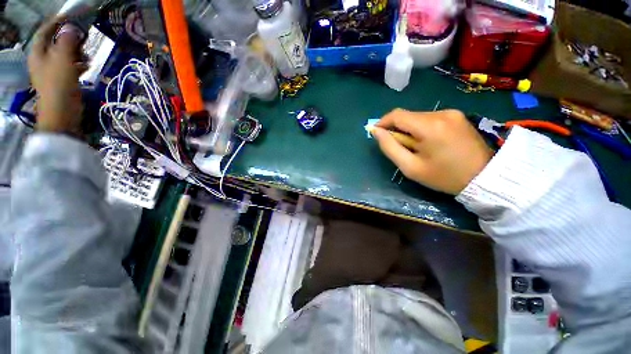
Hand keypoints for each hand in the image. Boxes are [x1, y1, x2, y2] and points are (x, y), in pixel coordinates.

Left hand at [28, 18, 85, 134]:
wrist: (62, 112)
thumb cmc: (59, 84)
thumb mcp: (63, 59)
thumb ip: (66, 42)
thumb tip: (71, 28)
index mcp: (38, 53)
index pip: (45, 31)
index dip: (56, 23)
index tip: (71, 17)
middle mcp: (43, 60)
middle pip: (56, 42)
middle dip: (70, 39)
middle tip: (83, 38)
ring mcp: (53, 71)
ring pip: (65, 54)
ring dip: (77, 52)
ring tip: (88, 54)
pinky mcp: (63, 80)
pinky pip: (71, 66)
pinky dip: (79, 64)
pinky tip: (88, 66)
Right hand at [372, 109, 493, 194]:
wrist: (484, 178)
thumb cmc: (443, 177)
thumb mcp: (410, 167)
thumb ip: (390, 147)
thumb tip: (376, 132)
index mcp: (430, 126)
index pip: (397, 115)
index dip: (383, 122)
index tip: (376, 133)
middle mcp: (441, 113)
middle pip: (408, 116)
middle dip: (397, 129)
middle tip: (399, 147)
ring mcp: (452, 113)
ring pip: (418, 117)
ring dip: (410, 129)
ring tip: (416, 147)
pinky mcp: (458, 116)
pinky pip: (430, 119)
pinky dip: (422, 128)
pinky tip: (428, 143)